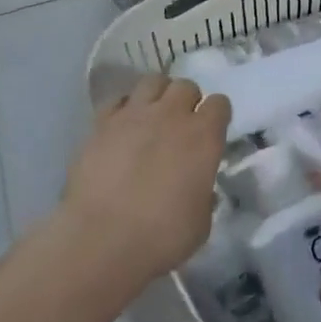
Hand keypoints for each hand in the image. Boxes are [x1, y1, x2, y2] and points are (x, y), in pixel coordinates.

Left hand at [61, 75, 229, 285]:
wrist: (101, 240)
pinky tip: (122, 127)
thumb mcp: (201, 222)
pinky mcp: (102, 123)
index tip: (211, 132)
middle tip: (180, 125)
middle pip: (186, 86)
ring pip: (153, 82)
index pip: (220, 103)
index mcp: (204, 136)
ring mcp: (134, 114)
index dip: (217, 116)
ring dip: (158, 95)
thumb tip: (197, 186)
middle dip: (187, 101)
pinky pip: (118, 100)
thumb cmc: (161, 237)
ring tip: (152, 117)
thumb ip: (203, 193)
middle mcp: (172, 115)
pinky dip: (124, 108)